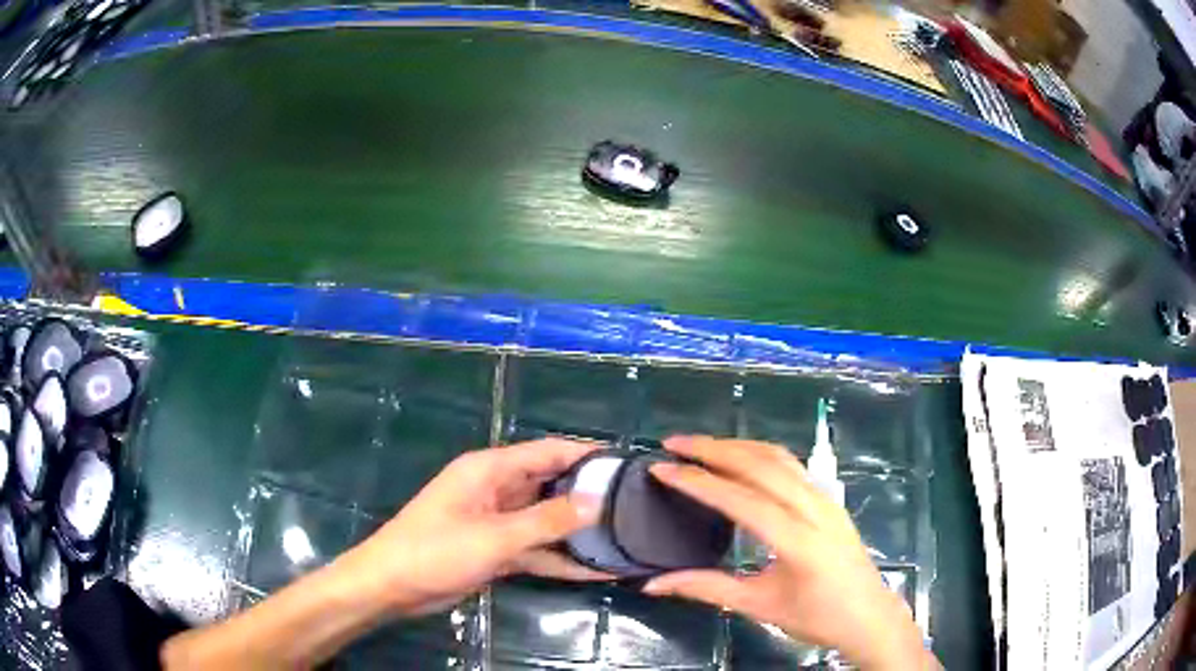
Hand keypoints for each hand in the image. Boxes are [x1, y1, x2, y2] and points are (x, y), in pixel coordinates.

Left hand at [342, 438, 609, 616]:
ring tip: (626, 539)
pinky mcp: (497, 550)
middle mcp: (497, 490)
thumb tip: (595, 501)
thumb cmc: (436, 550)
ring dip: (578, 532)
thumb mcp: (494, 536)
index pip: (548, 451)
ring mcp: (498, 522)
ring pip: (546, 521)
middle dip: (588, 496)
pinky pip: (537, 550)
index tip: (627, 465)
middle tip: (637, 506)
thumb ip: (546, 520)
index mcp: (491, 470)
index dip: (586, 455)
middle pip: (551, 486)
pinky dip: (561, 560)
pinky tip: (596, 572)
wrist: (393, 586)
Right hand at [643, 437, 931, 670]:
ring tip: (700, 446)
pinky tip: (741, 459)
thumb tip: (653, 584)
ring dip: (738, 446)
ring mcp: (826, 500)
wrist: (869, 617)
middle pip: (761, 465)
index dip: (698, 482)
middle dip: (714, 449)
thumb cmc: (817, 618)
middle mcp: (815, 509)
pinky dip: (759, 454)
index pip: (741, 500)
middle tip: (674, 444)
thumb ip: (706, 589)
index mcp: (798, 540)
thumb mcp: (759, 606)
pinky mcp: (830, 500)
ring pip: (779, 458)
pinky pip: (792, 466)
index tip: (662, 468)